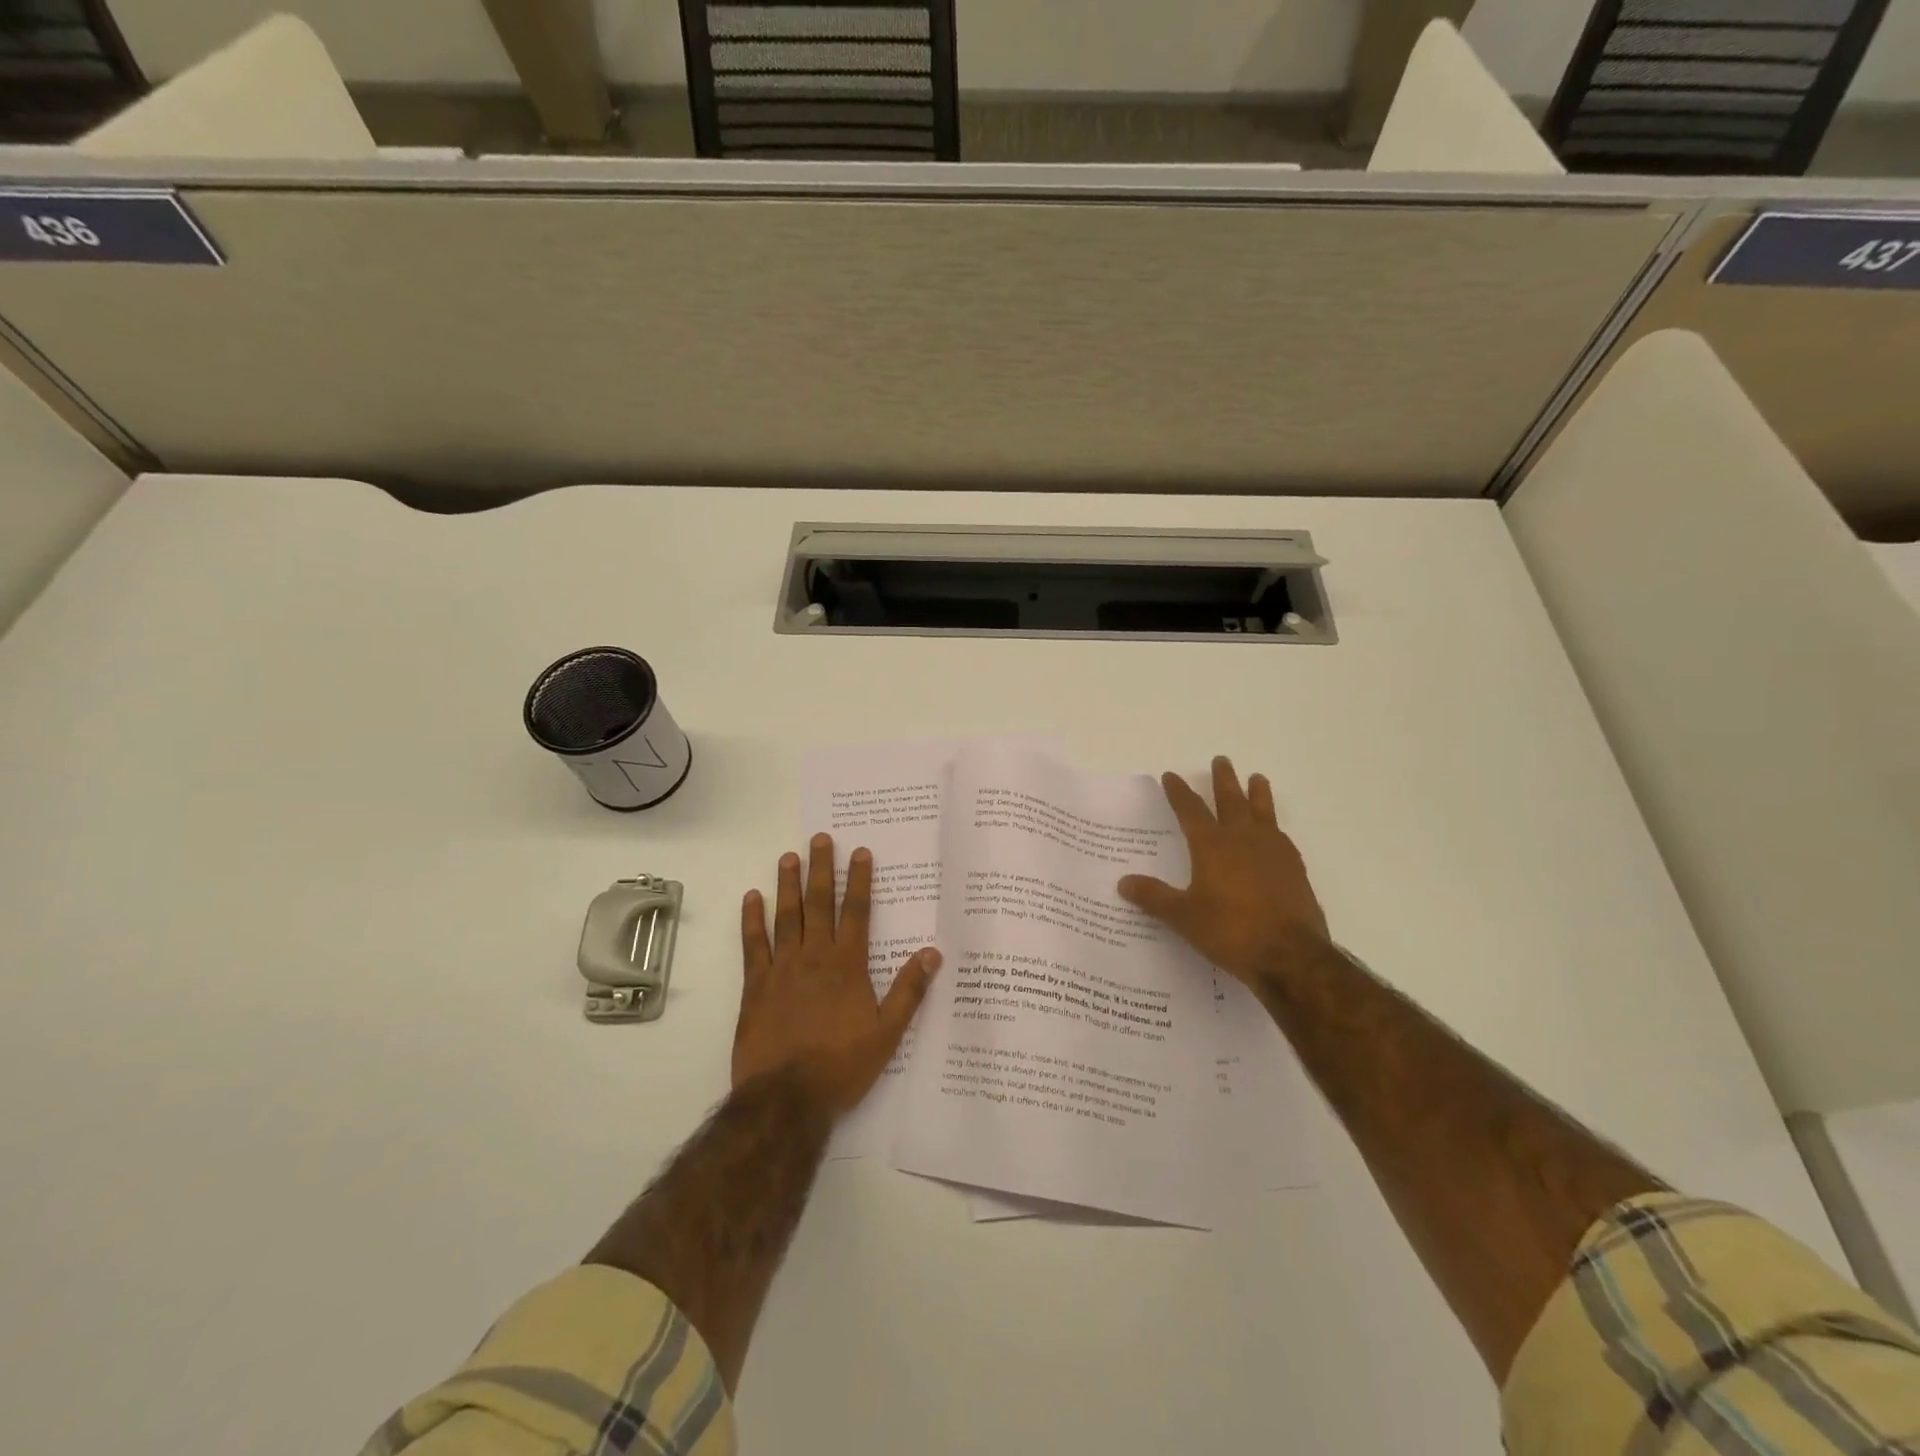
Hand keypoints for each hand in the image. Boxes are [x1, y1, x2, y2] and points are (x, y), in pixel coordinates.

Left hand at [734, 832, 939, 1115]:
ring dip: (788, 885)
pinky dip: (752, 920)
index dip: (859, 880)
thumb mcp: (887, 1033)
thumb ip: (908, 991)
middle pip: (819, 904)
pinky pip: (753, 945)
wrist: (786, 1099)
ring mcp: (782, 968)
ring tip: (788, 856)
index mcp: (848, 966)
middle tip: (820, 839)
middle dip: (822, 869)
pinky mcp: (755, 986)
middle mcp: (815, 957)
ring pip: (786, 916)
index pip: (856, 912)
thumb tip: (932, 953)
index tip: (860, 852)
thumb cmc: (841, 1066)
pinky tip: (751, 897)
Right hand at [1117, 756, 1328, 986]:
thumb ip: (1154, 897)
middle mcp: (1242, 839)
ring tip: (1257, 778)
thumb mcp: (1183, 916)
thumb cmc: (1229, 931)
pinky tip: (1275, 831)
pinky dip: (1274, 826)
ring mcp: (1273, 852)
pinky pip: (1281, 836)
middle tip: (1221, 760)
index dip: (1179, 793)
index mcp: (1212, 846)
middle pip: (1231, 801)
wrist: (1289, 955)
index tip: (1171, 776)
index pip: (1191, 810)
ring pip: (1262, 812)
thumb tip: (1123, 882)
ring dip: (1257, 794)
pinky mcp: (1294, 869)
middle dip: (1223, 780)